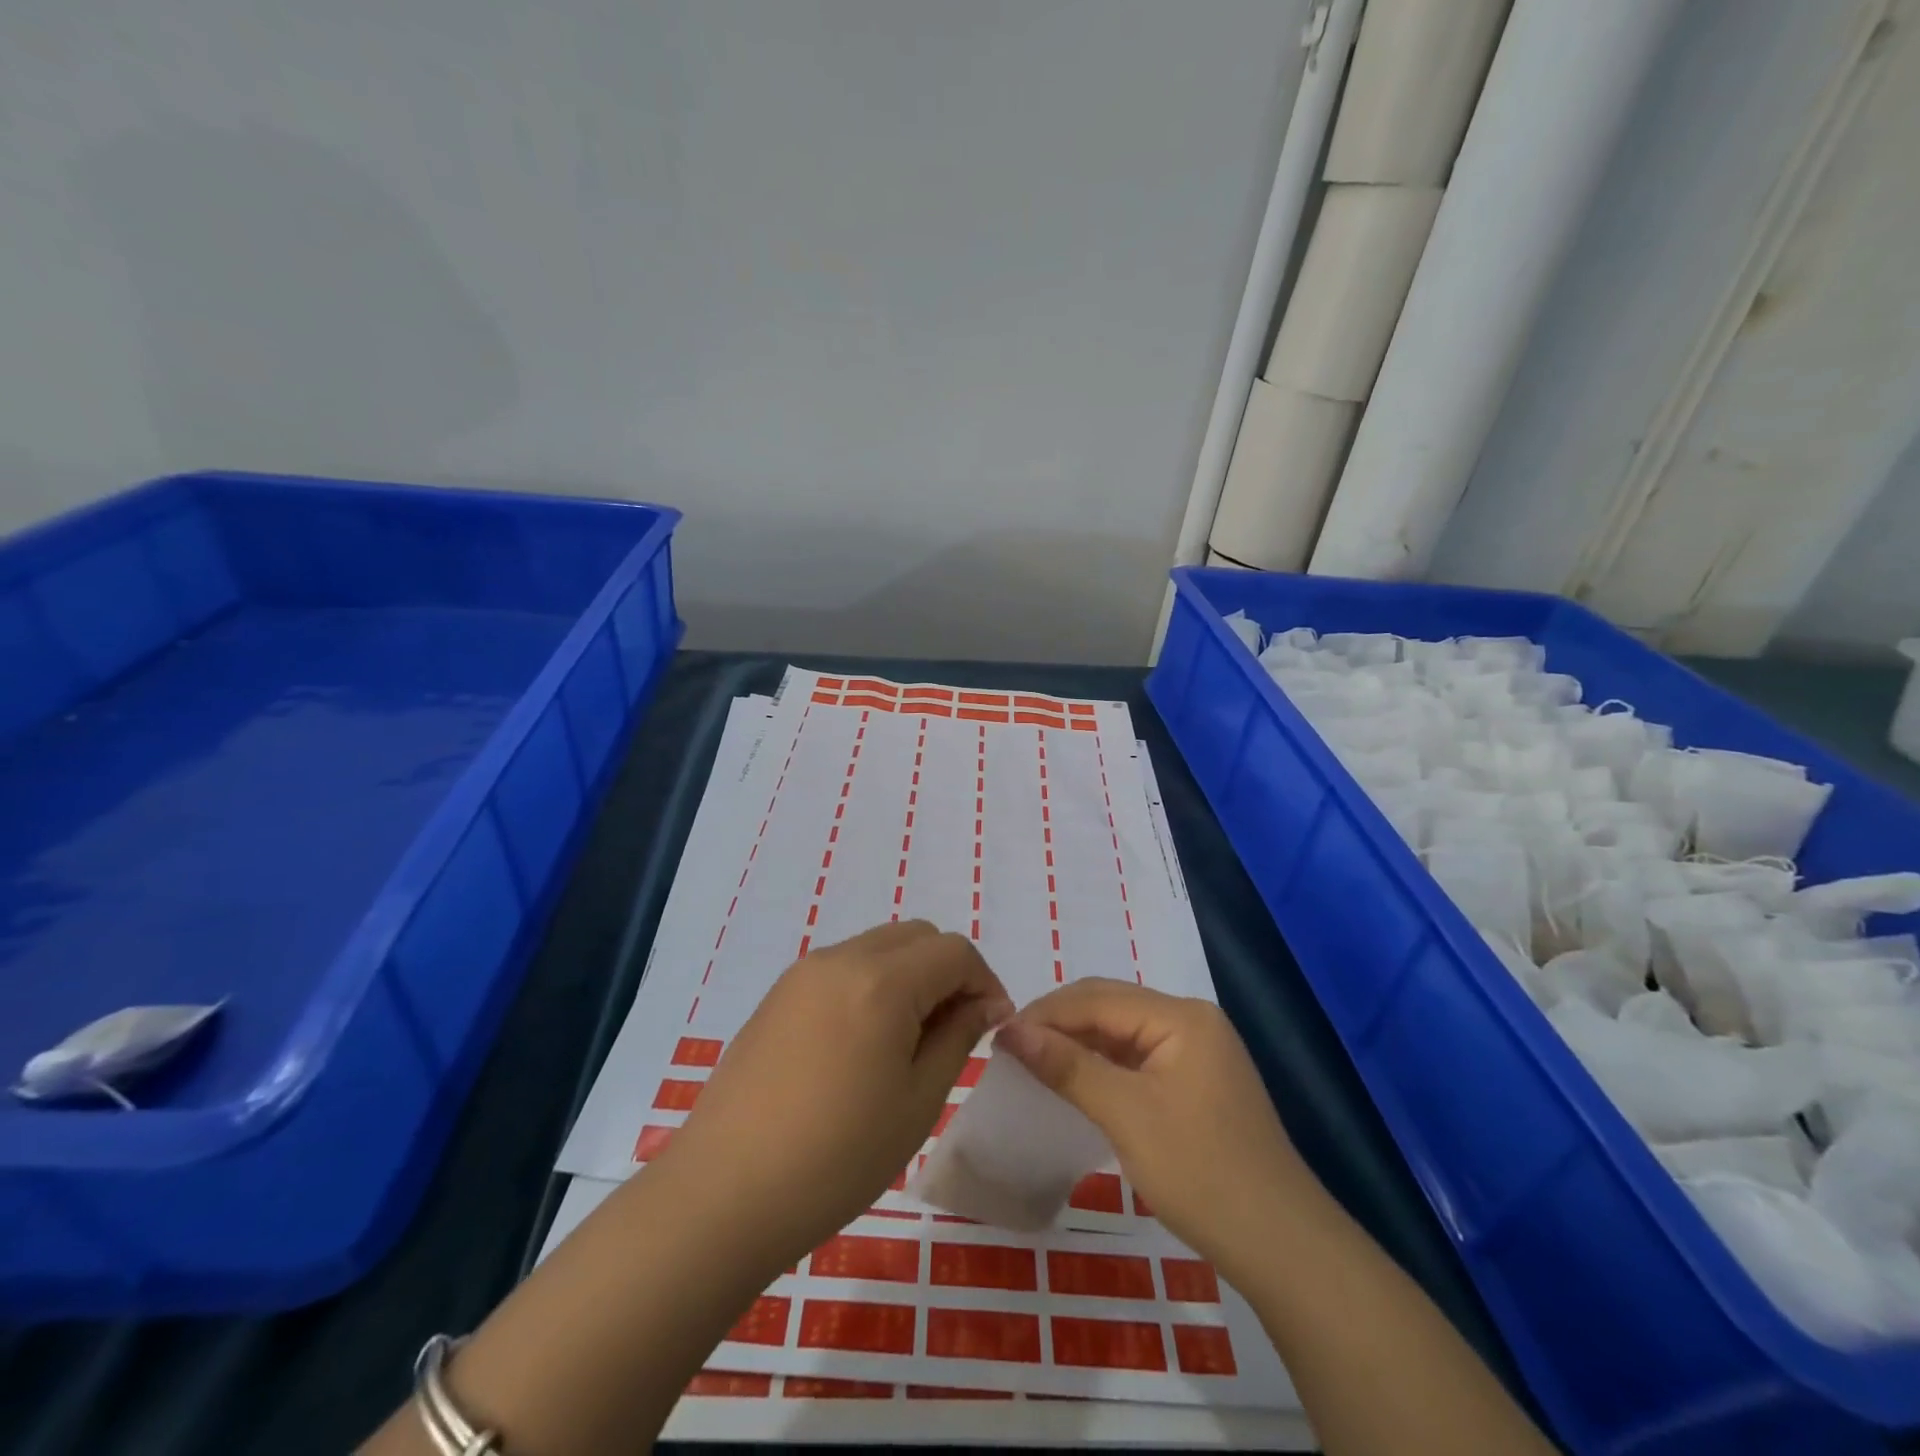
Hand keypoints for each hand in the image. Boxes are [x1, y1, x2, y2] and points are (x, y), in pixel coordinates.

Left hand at [659, 920, 1010, 1269]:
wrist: (723, 1193)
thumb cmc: (836, 1156)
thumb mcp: (917, 1101)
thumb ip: (958, 1037)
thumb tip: (985, 1004)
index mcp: (882, 980)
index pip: (954, 951)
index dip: (984, 982)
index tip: (991, 1028)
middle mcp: (842, 958)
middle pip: (916, 936)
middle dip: (948, 971)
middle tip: (954, 1032)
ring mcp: (804, 973)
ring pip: (879, 947)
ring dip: (909, 976)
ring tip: (909, 1041)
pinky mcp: (779, 995)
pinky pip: (843, 967)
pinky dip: (872, 985)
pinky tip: (863, 1044)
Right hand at [995, 978, 1316, 1278]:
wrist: (1282, 1248)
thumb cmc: (1202, 1172)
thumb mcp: (1127, 1115)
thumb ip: (1068, 1066)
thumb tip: (1010, 1030)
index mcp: (1181, 1015)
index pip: (1098, 997)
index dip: (1045, 1013)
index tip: (998, 1036)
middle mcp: (1190, 1021)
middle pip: (1110, 1007)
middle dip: (1058, 1023)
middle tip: (1010, 1049)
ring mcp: (1196, 1052)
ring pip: (1121, 1033)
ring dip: (1077, 1044)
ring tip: (1032, 1063)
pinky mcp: (1195, 1083)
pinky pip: (1136, 1059)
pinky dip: (1101, 1066)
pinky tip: (1074, 1082)